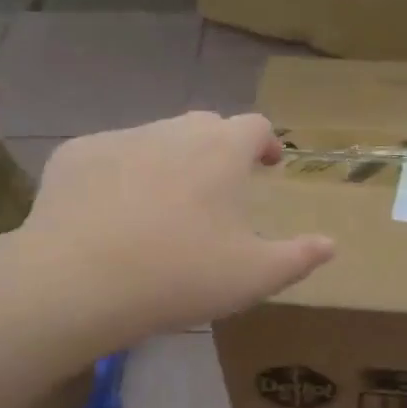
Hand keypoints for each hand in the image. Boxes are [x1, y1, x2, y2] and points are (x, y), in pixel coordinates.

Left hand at [25, 112, 334, 344]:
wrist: (77, 282)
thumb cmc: (179, 276)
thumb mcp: (253, 277)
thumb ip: (298, 257)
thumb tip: (331, 244)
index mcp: (221, 151)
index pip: (255, 126)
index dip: (266, 142)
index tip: (268, 165)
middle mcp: (173, 131)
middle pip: (205, 125)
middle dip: (219, 148)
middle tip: (219, 187)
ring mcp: (120, 138)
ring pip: (156, 138)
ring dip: (170, 160)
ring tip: (164, 203)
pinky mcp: (75, 155)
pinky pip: (109, 155)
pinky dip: (120, 173)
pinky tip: (112, 211)